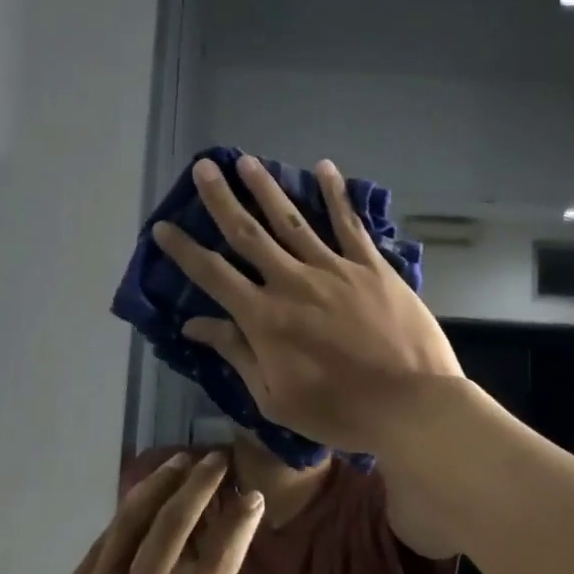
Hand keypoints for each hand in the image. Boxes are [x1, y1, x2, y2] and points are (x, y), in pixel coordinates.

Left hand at [0, 454, 262, 573]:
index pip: (216, 566)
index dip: (238, 526)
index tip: (251, 498)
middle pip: (172, 525)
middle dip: (198, 485)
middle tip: (216, 458)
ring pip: (132, 522)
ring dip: (159, 487)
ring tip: (178, 461)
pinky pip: (101, 545)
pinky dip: (124, 518)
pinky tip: (135, 507)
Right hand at [152, 154, 461, 454]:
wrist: (411, 406)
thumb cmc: (339, 412)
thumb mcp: (275, 398)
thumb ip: (237, 354)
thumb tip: (195, 324)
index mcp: (265, 318)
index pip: (213, 275)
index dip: (184, 249)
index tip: (163, 226)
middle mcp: (292, 282)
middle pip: (248, 233)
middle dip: (221, 199)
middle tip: (204, 167)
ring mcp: (334, 269)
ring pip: (292, 220)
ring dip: (267, 188)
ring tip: (247, 161)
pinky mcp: (371, 266)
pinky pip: (349, 224)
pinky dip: (336, 194)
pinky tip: (324, 167)